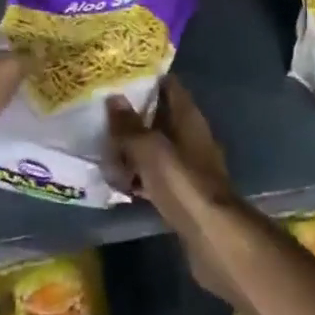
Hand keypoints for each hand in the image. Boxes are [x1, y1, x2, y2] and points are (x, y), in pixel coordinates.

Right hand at [107, 80, 244, 303]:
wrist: (214, 238)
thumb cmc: (184, 184)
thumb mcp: (151, 150)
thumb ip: (130, 126)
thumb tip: (113, 98)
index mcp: (188, 118)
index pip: (168, 86)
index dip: (145, 78)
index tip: (118, 76)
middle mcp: (190, 136)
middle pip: (158, 117)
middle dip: (132, 117)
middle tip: (99, 115)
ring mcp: (187, 166)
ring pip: (154, 148)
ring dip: (132, 150)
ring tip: (102, 152)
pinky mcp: (182, 193)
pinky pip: (154, 176)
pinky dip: (138, 176)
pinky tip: (118, 183)